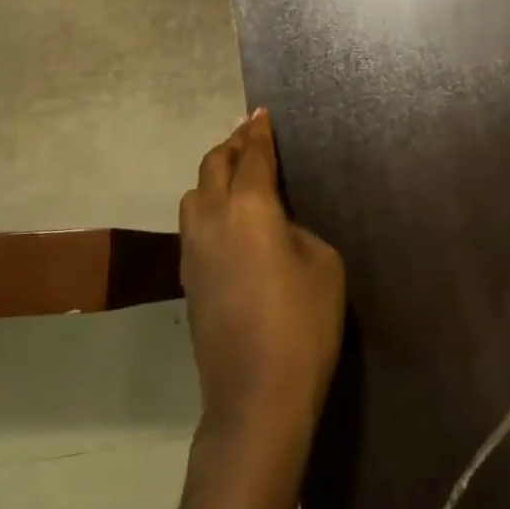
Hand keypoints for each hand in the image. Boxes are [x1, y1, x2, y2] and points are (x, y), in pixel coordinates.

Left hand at [179, 110, 345, 446]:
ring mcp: (193, 249)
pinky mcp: (187, 278)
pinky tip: (226, 218)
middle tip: (250, 134)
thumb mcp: (322, 263)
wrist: (256, 396)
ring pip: (194, 193)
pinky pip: (193, 222)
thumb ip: (295, 229)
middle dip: (232, 144)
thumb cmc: (303, 323)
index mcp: (248, 206)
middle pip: (213, 165)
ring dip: (213, 174)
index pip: (252, 155)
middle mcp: (212, 218)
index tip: (262, 113)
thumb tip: (276, 225)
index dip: (259, 132)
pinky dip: (208, 204)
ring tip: (235, 173)